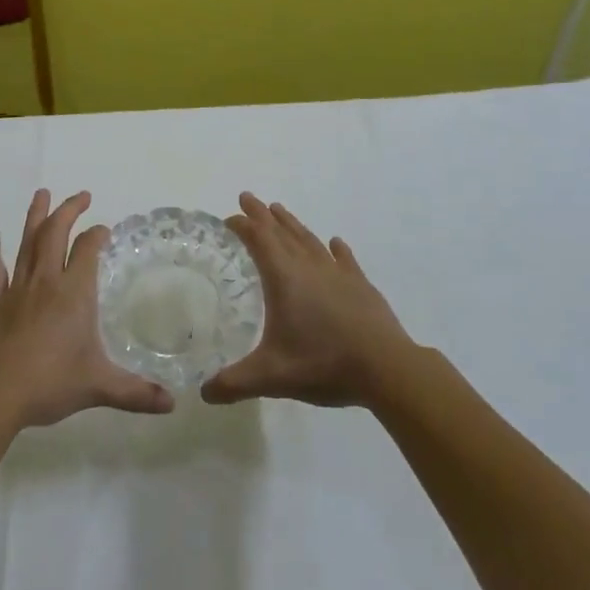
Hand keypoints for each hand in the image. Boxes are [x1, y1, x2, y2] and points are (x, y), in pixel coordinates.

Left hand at [0, 190, 174, 428]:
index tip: (104, 230)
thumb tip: (171, 403)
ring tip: (42, 193)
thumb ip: (135, 392)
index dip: (97, 235)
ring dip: (36, 216)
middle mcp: (46, 281)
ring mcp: (16, 289)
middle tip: (81, 196)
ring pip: (28, 242)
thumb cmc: (49, 383)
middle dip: (69, 211)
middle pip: (56, 234)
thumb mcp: (99, 386)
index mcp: (74, 293)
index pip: (88, 249)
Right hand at [201, 192, 417, 408]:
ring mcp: (337, 273)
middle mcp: (309, 267)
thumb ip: (234, 383)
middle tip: (247, 197)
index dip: (242, 226)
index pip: (258, 240)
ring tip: (279, 210)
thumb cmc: (324, 364)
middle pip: (281, 231)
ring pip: (309, 239)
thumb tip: (203, 393)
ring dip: (292, 224)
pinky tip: (335, 242)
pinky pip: (344, 259)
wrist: (386, 367)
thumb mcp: (272, 377)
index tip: (229, 218)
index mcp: (284, 278)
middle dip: (262, 215)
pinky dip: (336, 248)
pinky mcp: (360, 284)